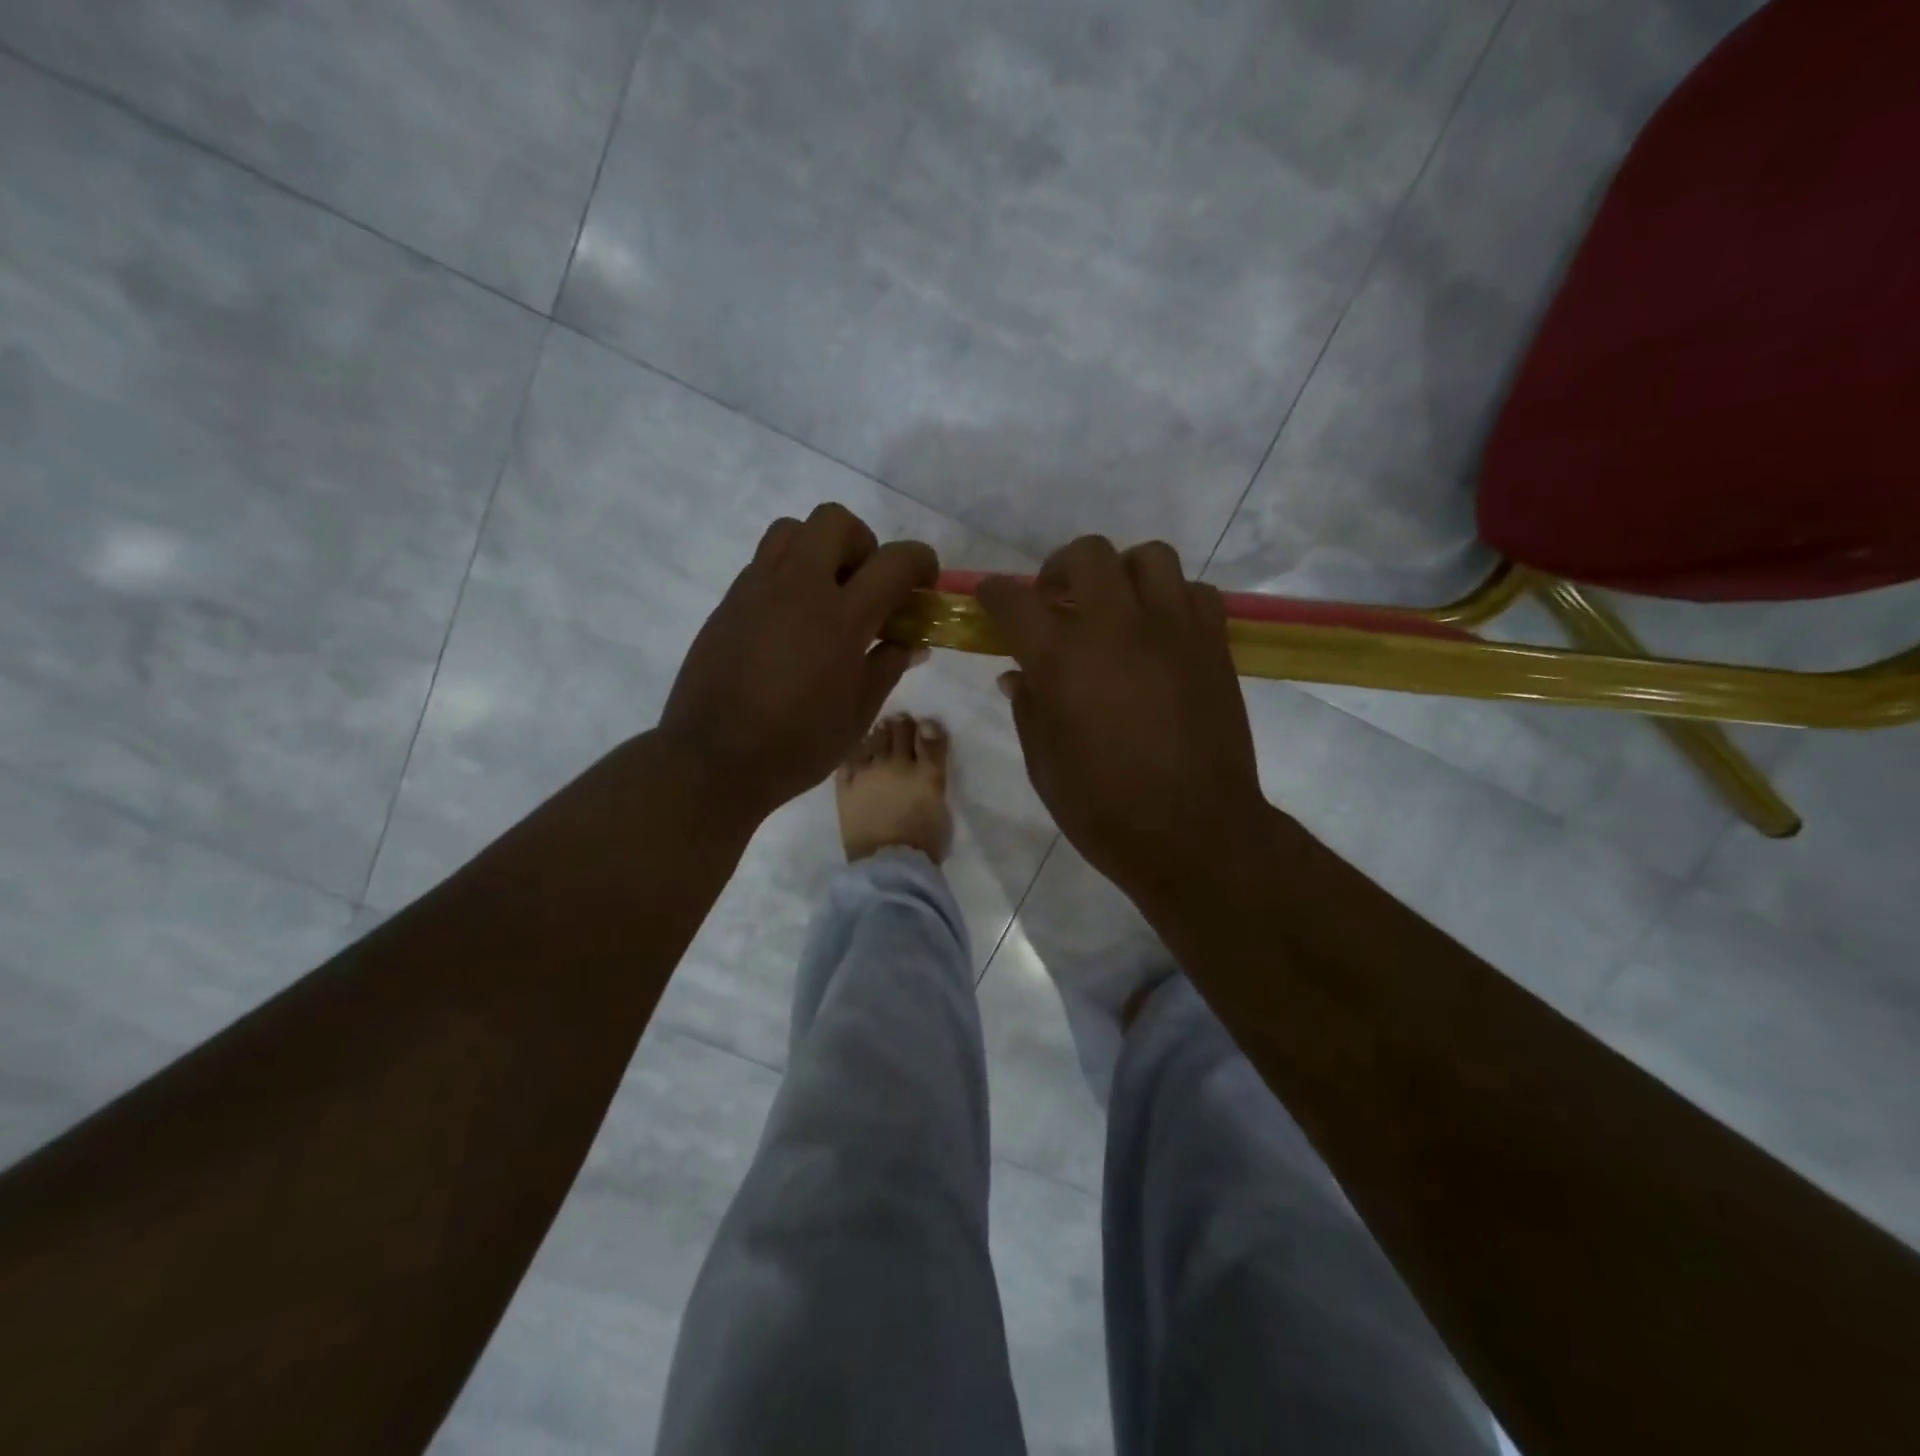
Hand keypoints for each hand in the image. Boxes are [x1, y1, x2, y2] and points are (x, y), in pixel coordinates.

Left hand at [659, 504, 937, 825]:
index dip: (920, 562)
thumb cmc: (797, 745)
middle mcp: (798, 588)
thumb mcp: (859, 713)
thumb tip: (909, 640)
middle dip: (863, 542)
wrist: (714, 760)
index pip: (894, 561)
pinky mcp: (728, 603)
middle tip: (866, 586)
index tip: (923, 582)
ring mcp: (756, 589)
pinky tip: (790, 622)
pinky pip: (763, 563)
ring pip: (792, 530)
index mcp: (841, 618)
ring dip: (818, 548)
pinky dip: (788, 574)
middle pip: (835, 520)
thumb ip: (888, 665)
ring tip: (824, 595)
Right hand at [979, 537, 1271, 910]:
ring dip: (1123, 574)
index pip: (1015, 600)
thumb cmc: (1104, 809)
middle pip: (1086, 555)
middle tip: (1056, 600)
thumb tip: (1018, 674)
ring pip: (1149, 557)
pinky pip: (1195, 592)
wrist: (1194, 833)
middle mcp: (1116, 627)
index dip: (994, 594)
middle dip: (1060, 568)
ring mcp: (1172, 630)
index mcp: (1061, 659)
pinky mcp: (1213, 645)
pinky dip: (1171, 600)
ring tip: (1115, 608)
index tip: (989, 598)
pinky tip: (1160, 633)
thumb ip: (1028, 708)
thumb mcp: (1044, 765)